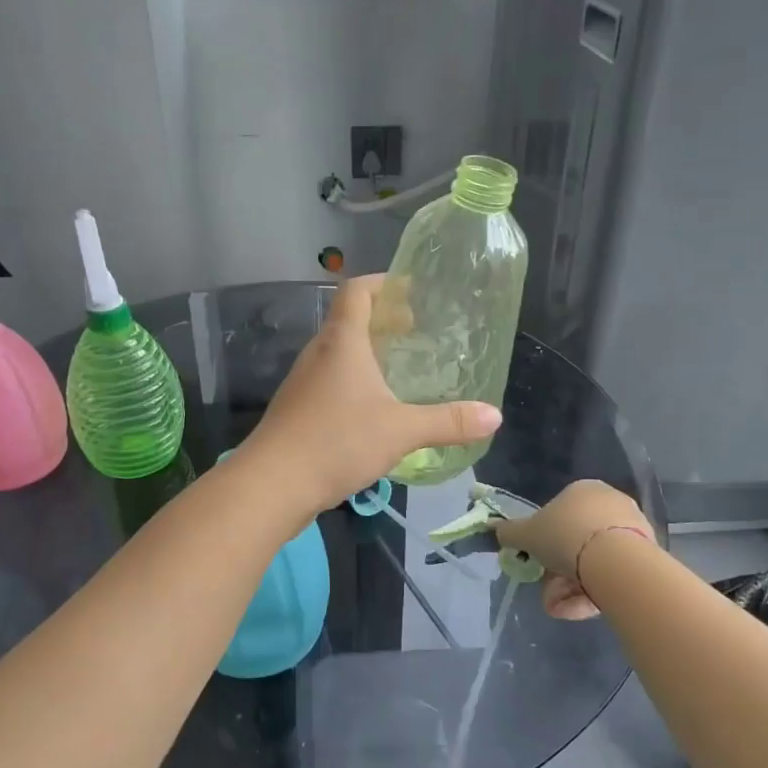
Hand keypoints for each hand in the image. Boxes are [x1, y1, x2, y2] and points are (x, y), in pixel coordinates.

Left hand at [242, 275, 501, 520]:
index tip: (412, 291)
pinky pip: (330, 382)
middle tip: (416, 334)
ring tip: (400, 371)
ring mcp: (303, 382)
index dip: (383, 283)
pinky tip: (374, 410)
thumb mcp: (401, 430)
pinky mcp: (298, 410)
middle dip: (383, 321)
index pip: (357, 291)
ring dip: (367, 354)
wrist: (272, 484)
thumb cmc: (337, 441)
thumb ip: (448, 422)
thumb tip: (495, 416)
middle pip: (348, 320)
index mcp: (342, 342)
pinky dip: (354, 382)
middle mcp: (319, 353)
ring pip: (338, 354)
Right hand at [493, 479, 655, 619]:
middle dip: (559, 570)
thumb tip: (496, 529)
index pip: (560, 514)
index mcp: (584, 489)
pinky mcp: (647, 555)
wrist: (615, 561)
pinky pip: (613, 573)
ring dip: (573, 586)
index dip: (545, 541)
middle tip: (548, 592)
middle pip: (577, 541)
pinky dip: (595, 591)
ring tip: (561, 608)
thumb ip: (510, 532)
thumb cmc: (566, 536)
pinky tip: (581, 609)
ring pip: (594, 560)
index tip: (538, 562)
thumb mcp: (527, 534)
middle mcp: (610, 503)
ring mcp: (632, 529)